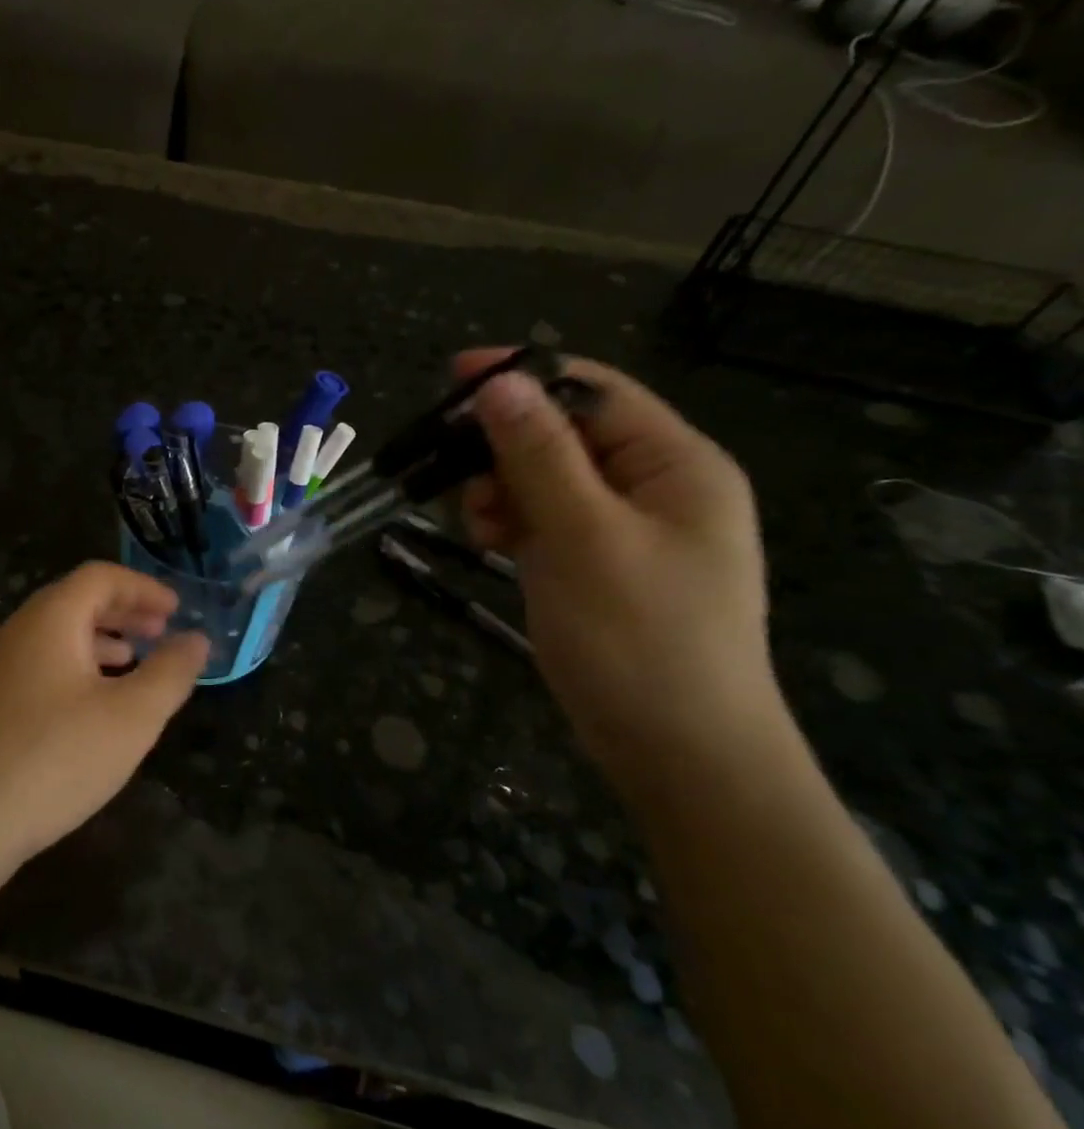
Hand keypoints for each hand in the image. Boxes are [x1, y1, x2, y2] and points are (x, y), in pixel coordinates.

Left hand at [0, 562, 207, 864]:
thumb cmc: (57, 757)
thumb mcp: (132, 716)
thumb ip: (171, 672)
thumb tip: (196, 639)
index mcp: (50, 619)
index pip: (99, 577)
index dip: (142, 587)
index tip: (175, 611)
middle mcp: (17, 631)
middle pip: (75, 601)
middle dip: (123, 612)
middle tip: (160, 632)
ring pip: (55, 635)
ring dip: (99, 640)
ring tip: (132, 663)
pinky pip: (39, 664)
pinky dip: (74, 667)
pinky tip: (91, 705)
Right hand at [457, 350, 782, 785]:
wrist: (678, 751)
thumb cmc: (638, 637)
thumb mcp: (583, 536)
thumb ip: (540, 455)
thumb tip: (499, 383)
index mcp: (675, 463)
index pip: (592, 391)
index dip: (522, 377)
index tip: (451, 378)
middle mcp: (654, 484)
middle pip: (563, 433)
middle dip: (503, 447)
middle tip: (453, 474)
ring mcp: (625, 527)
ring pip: (545, 478)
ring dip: (502, 488)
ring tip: (479, 525)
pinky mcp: (597, 562)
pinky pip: (545, 519)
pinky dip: (512, 522)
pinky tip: (492, 543)